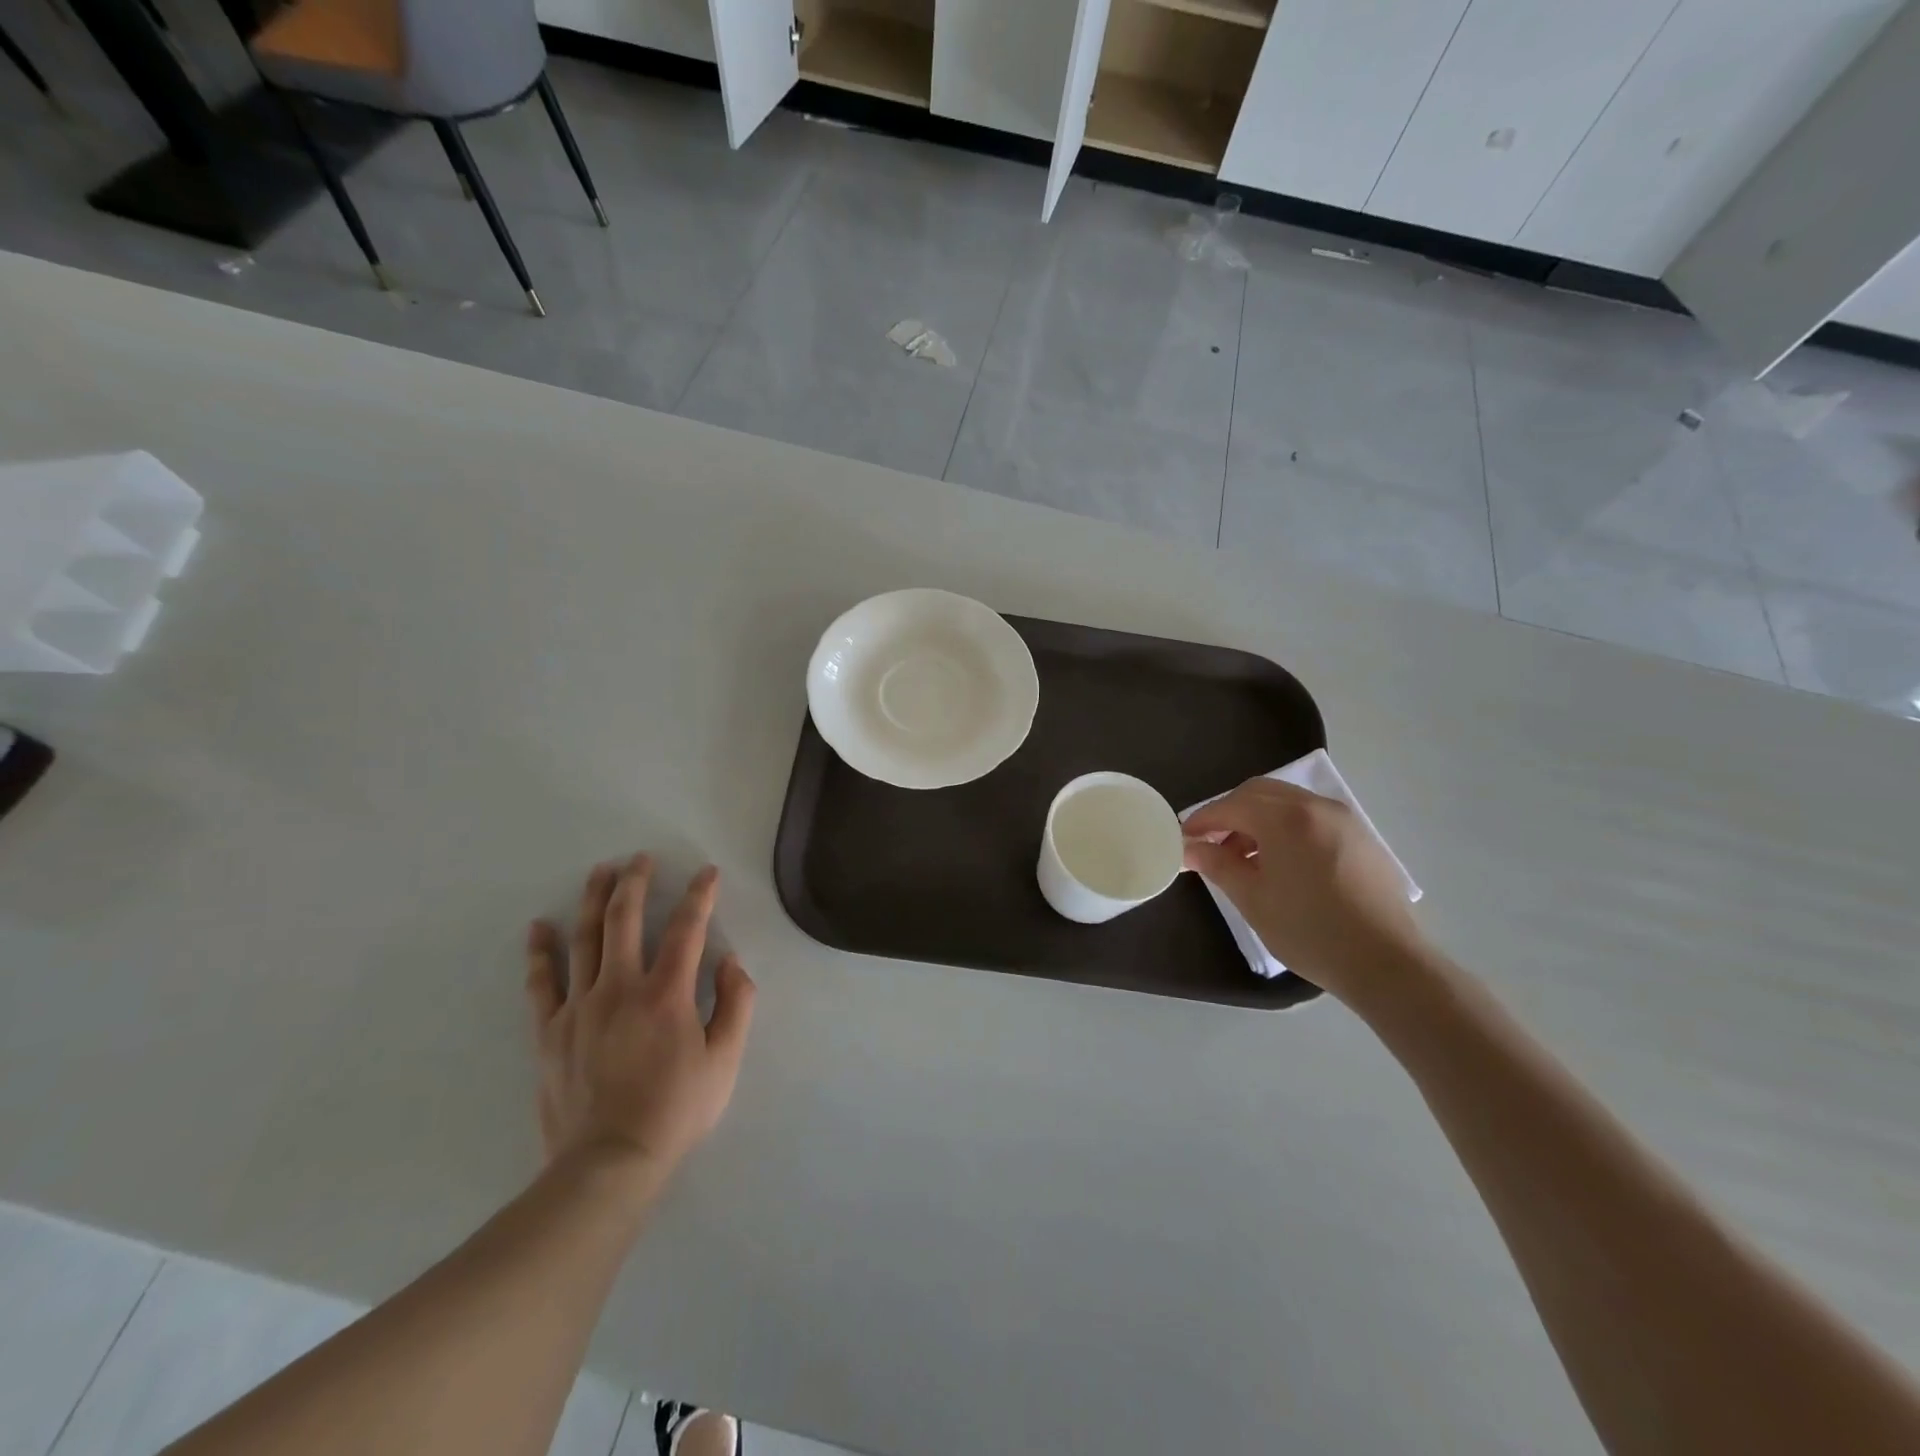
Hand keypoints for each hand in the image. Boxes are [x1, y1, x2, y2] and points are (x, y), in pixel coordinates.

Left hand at [526, 856, 754, 1184]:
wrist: (609, 1163)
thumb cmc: (676, 1110)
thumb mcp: (725, 1060)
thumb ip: (735, 1004)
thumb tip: (730, 962)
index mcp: (666, 994)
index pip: (687, 928)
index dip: (699, 895)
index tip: (706, 872)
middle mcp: (620, 988)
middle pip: (624, 919)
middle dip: (635, 882)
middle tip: (640, 859)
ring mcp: (579, 1007)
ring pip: (584, 939)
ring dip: (593, 900)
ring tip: (600, 871)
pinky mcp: (550, 1031)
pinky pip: (542, 983)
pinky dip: (540, 952)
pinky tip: (539, 928)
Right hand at [1183, 778, 1430, 1005]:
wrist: (1387, 962)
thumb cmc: (1310, 931)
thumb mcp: (1253, 900)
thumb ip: (1218, 865)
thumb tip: (1192, 848)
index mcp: (1285, 819)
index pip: (1231, 806)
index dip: (1202, 821)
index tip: (1183, 839)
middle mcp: (1315, 806)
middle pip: (1259, 793)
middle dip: (1229, 813)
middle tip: (1210, 843)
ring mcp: (1342, 819)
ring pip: (1286, 802)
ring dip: (1257, 819)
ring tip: (1244, 857)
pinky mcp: (1360, 836)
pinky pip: (1311, 816)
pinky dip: (1285, 826)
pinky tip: (1281, 862)